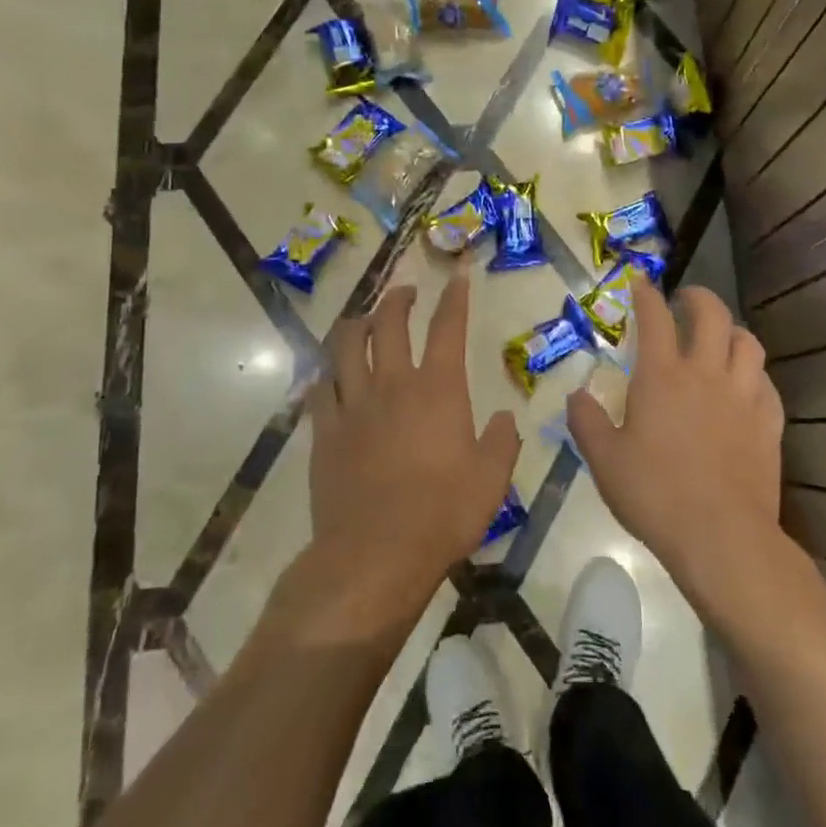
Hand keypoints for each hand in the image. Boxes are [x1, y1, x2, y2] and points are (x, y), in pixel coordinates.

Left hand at [303, 276, 520, 619]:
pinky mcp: (324, 431)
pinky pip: (320, 389)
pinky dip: (327, 373)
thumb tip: (505, 417)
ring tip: (364, 319)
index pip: (448, 327)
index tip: (458, 274)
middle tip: (406, 292)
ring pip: (347, 346)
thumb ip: (502, 442)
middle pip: (390, 324)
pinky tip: (330, 374)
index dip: (454, 297)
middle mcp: (393, 384)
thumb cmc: (444, 513)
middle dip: (398, 299)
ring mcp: (353, 405)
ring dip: (357, 324)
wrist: (376, 552)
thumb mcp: (491, 479)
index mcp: (438, 389)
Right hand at [566, 285, 783, 587]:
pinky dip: (754, 374)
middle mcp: (706, 374)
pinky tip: (746, 385)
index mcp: (662, 377)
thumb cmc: (654, 494)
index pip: (655, 318)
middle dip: (698, 298)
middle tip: (686, 299)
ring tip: (721, 337)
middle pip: (712, 315)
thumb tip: (576, 396)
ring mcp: (743, 397)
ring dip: (733, 331)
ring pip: (748, 343)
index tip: (641, 282)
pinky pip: (767, 383)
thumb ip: (586, 422)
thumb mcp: (604, 460)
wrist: (720, 535)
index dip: (646, 294)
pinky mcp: (769, 423)